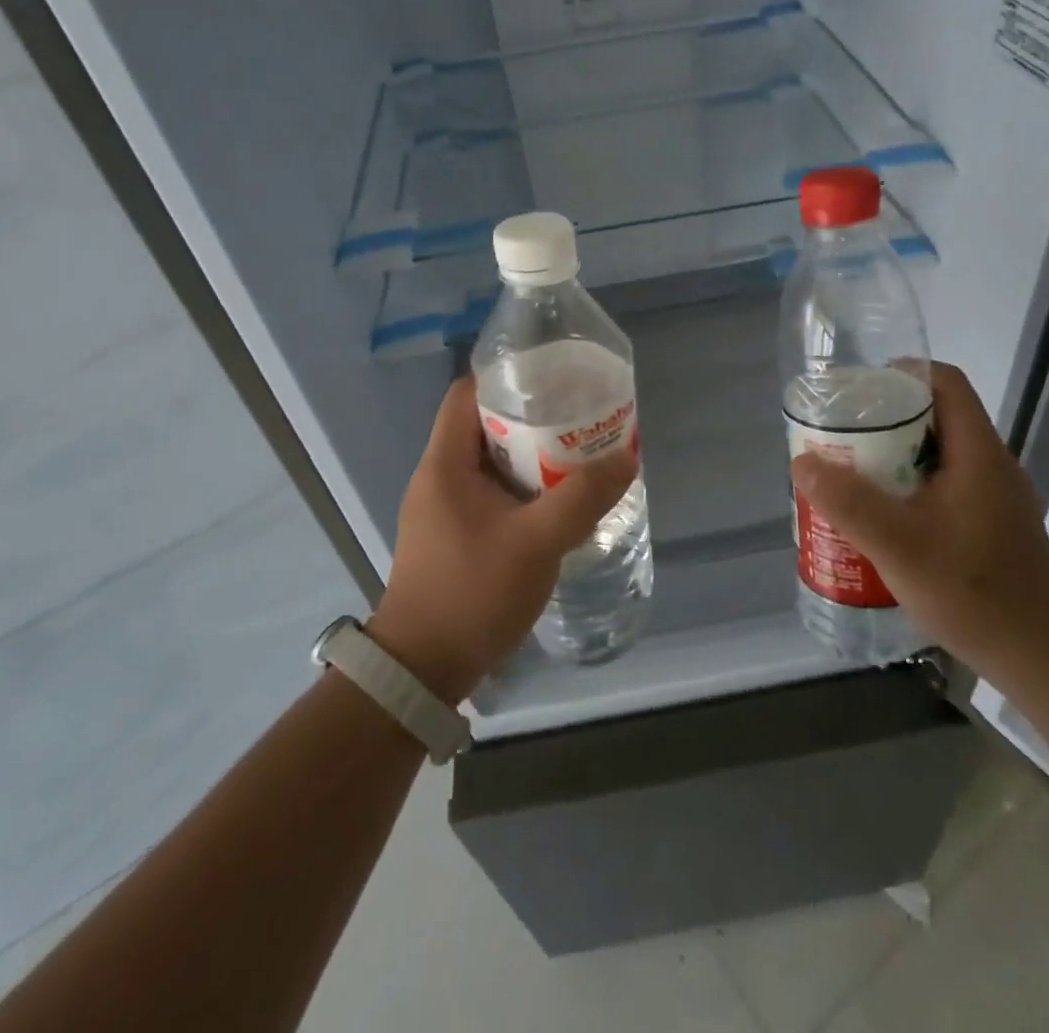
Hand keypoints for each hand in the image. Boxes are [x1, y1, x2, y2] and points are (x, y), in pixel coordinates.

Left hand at [368, 377, 637, 702]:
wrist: (423, 670)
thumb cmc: (472, 593)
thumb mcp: (536, 542)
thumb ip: (582, 498)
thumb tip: (626, 458)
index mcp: (445, 463)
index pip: (467, 394)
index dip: (507, 379)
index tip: (553, 380)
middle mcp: (439, 477)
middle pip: (484, 425)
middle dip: (532, 418)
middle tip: (579, 418)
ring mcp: (444, 509)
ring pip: (491, 463)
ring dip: (531, 457)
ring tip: (578, 454)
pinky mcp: (454, 535)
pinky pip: (492, 494)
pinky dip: (523, 489)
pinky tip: (558, 501)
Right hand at [790, 361, 1048, 680]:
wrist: (1045, 659)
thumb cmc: (975, 592)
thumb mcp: (900, 546)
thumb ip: (849, 503)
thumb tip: (802, 461)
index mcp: (977, 452)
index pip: (945, 383)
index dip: (902, 373)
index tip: (858, 391)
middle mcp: (990, 465)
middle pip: (936, 417)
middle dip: (884, 421)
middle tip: (841, 438)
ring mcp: (995, 497)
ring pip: (937, 456)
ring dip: (893, 458)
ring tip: (851, 476)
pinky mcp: (992, 526)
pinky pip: (944, 487)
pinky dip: (909, 489)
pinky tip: (883, 520)